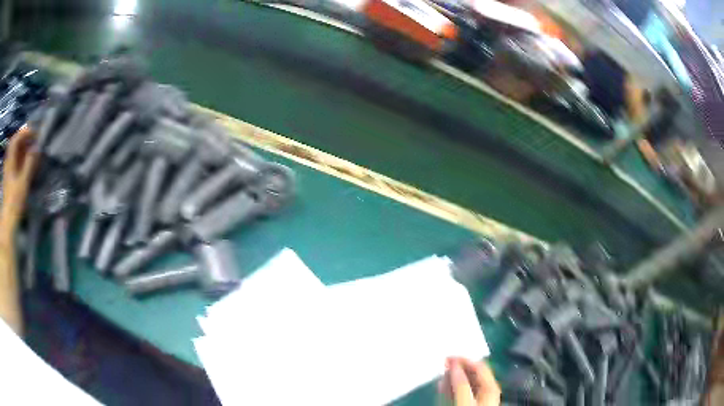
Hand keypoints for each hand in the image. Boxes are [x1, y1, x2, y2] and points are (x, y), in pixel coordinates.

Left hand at [0, 127, 37, 237]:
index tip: (35, 133)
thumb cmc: (15, 202)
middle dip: (23, 139)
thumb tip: (37, 147)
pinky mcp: (8, 180)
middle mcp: (8, 162)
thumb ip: (30, 163)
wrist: (8, 223)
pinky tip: (24, 162)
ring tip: (30, 150)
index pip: (17, 137)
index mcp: (10, 159)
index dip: (26, 132)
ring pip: (14, 153)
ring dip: (21, 148)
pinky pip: (13, 162)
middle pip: (14, 144)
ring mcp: (7, 171)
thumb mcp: (23, 182)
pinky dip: (19, 158)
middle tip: (33, 139)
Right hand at [439, 357, 499, 405]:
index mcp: (490, 387)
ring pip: (466, 383)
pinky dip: (451, 387)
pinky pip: (460, 392)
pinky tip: (441, 386)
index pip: (480, 367)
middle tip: (443, 363)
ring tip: (441, 373)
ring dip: (453, 377)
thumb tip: (454, 366)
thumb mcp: (466, 402)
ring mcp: (477, 399)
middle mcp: (486, 391)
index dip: (465, 360)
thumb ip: (461, 385)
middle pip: (473, 374)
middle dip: (458, 367)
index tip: (448, 356)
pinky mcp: (468, 405)